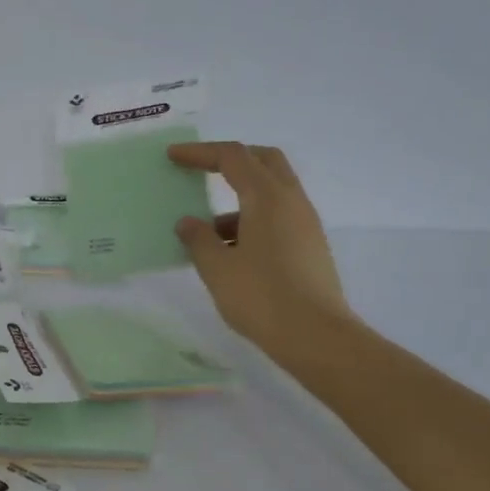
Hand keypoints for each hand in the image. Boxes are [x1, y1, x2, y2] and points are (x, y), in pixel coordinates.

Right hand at [168, 141, 355, 361]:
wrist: (316, 337)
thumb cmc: (261, 297)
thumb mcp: (217, 268)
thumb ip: (198, 239)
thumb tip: (188, 223)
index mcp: (268, 198)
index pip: (233, 157)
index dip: (200, 153)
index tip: (173, 157)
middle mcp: (292, 202)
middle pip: (263, 161)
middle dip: (231, 159)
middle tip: (201, 169)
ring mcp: (305, 224)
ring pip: (272, 191)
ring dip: (239, 198)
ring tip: (207, 231)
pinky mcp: (309, 246)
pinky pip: (278, 217)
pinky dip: (252, 220)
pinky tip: (231, 252)